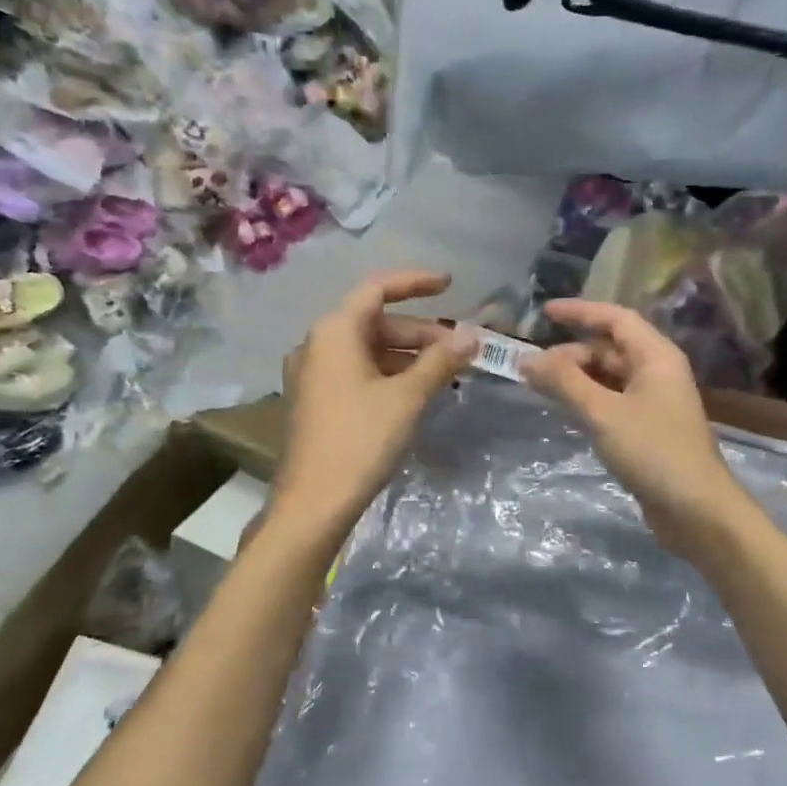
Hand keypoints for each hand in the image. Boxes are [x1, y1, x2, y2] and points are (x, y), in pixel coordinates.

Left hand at [272, 269, 477, 534]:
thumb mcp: (407, 397)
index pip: (377, 289)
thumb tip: (472, 334)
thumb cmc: (360, 440)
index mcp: (334, 332)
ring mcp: (314, 374)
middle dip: (420, 331)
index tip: (449, 284)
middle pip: (375, 322)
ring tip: (446, 372)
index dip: (415, 282)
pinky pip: (358, 372)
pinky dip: (389, 374)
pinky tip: (417, 392)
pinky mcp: (317, 401)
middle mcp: (318, 345)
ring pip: (369, 350)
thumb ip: (440, 360)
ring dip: (408, 356)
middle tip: (459, 348)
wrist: (314, 503)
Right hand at [520, 299, 750, 546]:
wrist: (697, 511)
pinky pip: (612, 402)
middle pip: (610, 349)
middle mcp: (657, 373)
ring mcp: (654, 403)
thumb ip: (564, 383)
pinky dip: (588, 400)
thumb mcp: (603, 413)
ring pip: (609, 377)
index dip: (580, 312)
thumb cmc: (653, 451)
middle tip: (534, 368)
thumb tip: (527, 360)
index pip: (615, 319)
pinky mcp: (648, 430)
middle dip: (571, 353)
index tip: (544, 312)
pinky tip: (566, 411)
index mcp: (656, 356)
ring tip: (541, 387)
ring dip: (577, 378)